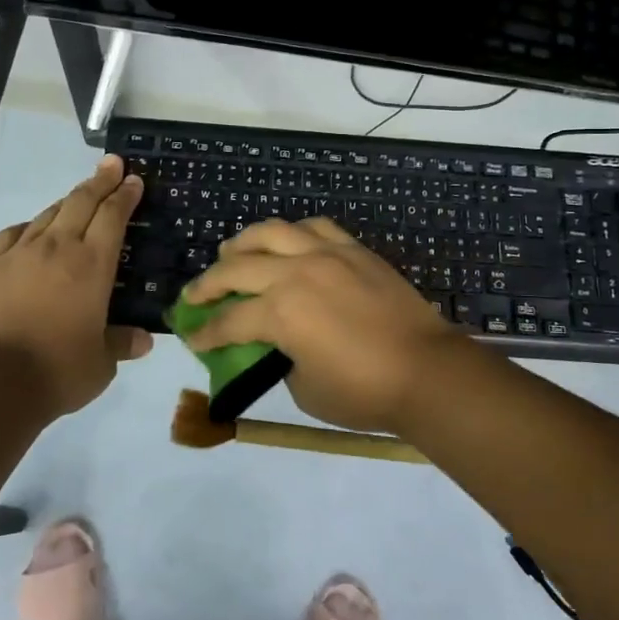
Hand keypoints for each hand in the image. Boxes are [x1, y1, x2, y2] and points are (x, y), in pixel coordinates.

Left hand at [0, 155, 152, 417]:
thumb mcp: (101, 363)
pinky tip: (32, 230)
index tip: (133, 179)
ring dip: (68, 201)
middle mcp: (58, 248)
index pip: (113, 216)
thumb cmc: (58, 371)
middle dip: (100, 180)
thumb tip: (144, 341)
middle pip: (81, 201)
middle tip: (112, 164)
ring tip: (78, 197)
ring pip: (48, 214)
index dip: (125, 195)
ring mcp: (20, 253)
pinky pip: (14, 234)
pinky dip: (30, 226)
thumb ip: (121, 344)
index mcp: (92, 265)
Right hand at [179, 218, 466, 433]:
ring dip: (244, 242)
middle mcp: (296, 272)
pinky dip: (293, 232)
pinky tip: (286, 241)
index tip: (192, 337)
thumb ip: (281, 359)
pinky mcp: (354, 249)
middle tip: (195, 296)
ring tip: (230, 252)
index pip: (229, 321)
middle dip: (208, 284)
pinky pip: (315, 227)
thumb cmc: (364, 391)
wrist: (426, 371)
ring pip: (272, 232)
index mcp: (280, 312)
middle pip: (238, 267)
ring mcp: (327, 254)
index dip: (206, 332)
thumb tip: (276, 344)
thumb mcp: (305, 389)